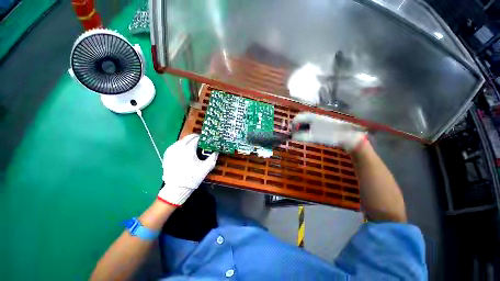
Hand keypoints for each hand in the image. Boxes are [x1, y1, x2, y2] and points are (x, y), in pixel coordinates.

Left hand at [158, 134, 217, 206]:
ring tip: (192, 143)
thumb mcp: (206, 168)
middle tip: (200, 139)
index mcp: (188, 150)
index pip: (196, 139)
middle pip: (187, 138)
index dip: (202, 138)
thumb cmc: (193, 177)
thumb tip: (216, 151)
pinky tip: (182, 148)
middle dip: (194, 137)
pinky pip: (174, 146)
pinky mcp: (167, 156)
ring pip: (180, 141)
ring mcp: (171, 151)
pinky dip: (179, 145)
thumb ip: (213, 157)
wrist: (177, 188)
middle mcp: (179, 148)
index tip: (206, 139)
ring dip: (187, 140)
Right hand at [291, 112, 366, 151]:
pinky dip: (307, 128)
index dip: (292, 125)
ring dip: (301, 127)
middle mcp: (314, 115)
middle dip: (296, 126)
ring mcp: (319, 118)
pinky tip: (310, 134)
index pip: (297, 118)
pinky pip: (311, 123)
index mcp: (310, 116)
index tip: (291, 133)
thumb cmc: (329, 135)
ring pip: (306, 121)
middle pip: (300, 119)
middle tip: (295, 135)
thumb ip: (301, 136)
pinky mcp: (322, 122)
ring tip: (302, 135)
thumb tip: (292, 137)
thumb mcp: (313, 137)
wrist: (347, 135)